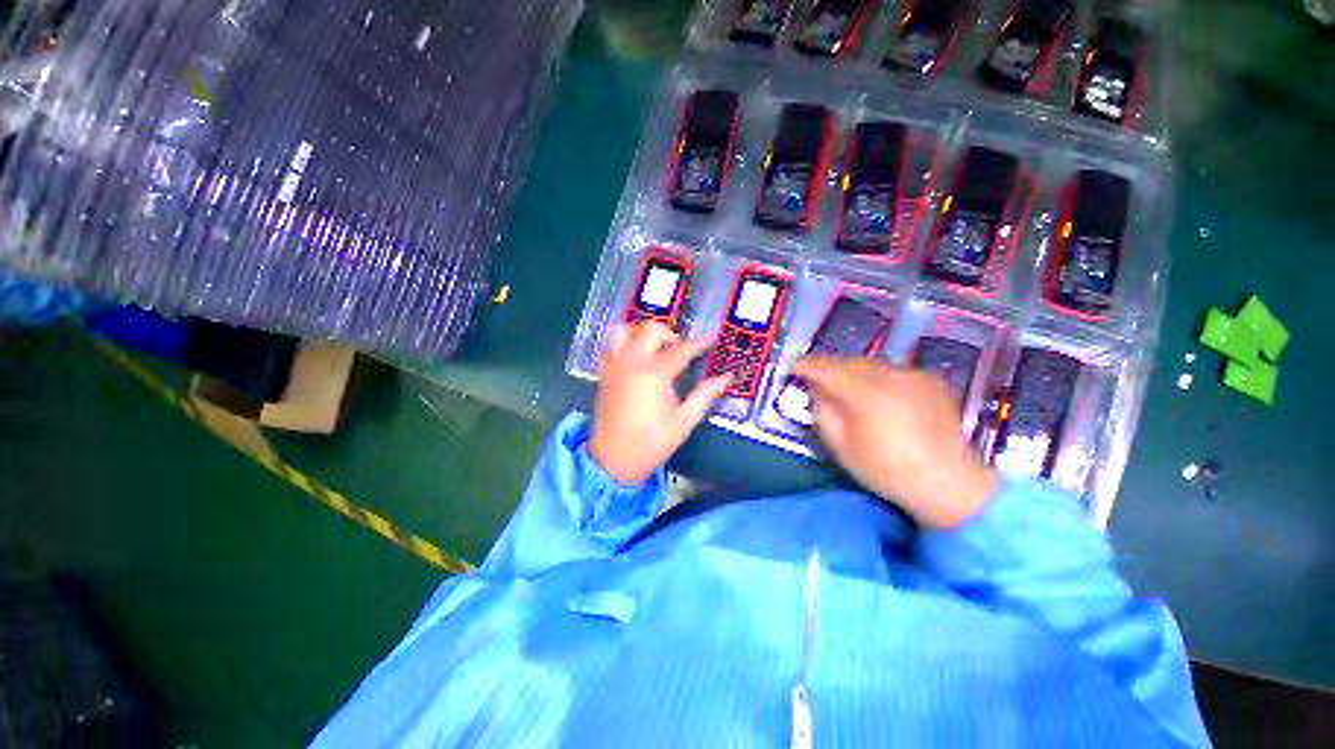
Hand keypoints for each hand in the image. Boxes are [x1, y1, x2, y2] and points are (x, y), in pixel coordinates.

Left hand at [589, 322, 729, 485]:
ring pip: (625, 331)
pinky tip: (636, 358)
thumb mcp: (684, 421)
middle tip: (680, 350)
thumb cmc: (652, 443)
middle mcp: (632, 363)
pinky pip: (611, 346)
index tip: (709, 343)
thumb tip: (725, 378)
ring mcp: (615, 366)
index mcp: (655, 375)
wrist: (613, 460)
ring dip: (643, 333)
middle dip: (669, 334)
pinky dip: (625, 343)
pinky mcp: (604, 373)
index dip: (698, 344)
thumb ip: (705, 395)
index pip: (680, 349)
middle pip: (649, 329)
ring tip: (655, 349)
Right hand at [792, 356, 997, 528]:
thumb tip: (817, 391)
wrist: (949, 482)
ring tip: (844, 384)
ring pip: (871, 364)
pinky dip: (877, 376)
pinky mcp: (930, 380)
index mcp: (865, 393)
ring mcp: (913, 375)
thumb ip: (824, 412)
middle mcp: (890, 375)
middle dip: (828, 366)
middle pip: (849, 362)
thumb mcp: (841, 447)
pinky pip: (893, 371)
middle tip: (814, 376)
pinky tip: (877, 393)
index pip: (826, 368)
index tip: (791, 365)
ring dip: (852, 370)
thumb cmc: (887, 470)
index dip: (806, 365)